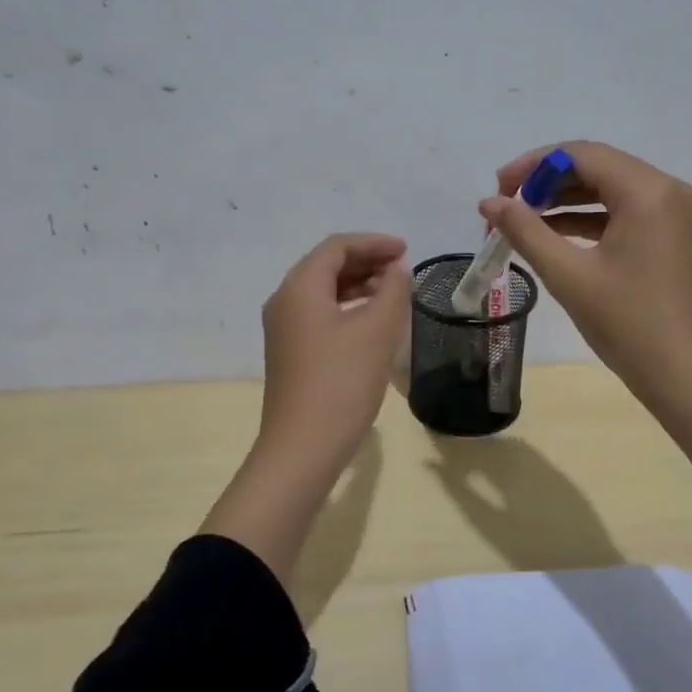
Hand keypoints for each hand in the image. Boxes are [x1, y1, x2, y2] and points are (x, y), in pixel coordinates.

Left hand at [257, 232, 411, 477]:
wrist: (303, 448)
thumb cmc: (341, 383)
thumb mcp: (376, 332)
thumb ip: (392, 292)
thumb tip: (397, 270)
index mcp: (299, 288)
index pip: (336, 247)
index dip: (373, 243)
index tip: (407, 250)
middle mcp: (284, 301)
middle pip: (326, 266)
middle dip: (366, 261)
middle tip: (403, 268)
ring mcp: (284, 329)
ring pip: (323, 291)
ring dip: (358, 284)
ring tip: (393, 292)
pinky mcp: (290, 353)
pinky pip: (320, 314)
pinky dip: (348, 307)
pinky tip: (372, 321)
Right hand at [480, 142, 691, 414]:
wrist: (691, 378)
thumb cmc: (630, 325)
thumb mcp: (570, 276)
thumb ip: (526, 232)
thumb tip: (489, 202)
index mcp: (647, 191)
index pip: (581, 154)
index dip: (533, 165)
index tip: (497, 188)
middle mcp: (666, 190)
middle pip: (596, 167)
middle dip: (546, 182)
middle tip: (504, 206)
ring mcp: (673, 214)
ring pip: (608, 190)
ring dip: (563, 202)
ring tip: (520, 223)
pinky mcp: (671, 237)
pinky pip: (622, 213)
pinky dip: (586, 220)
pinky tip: (552, 237)